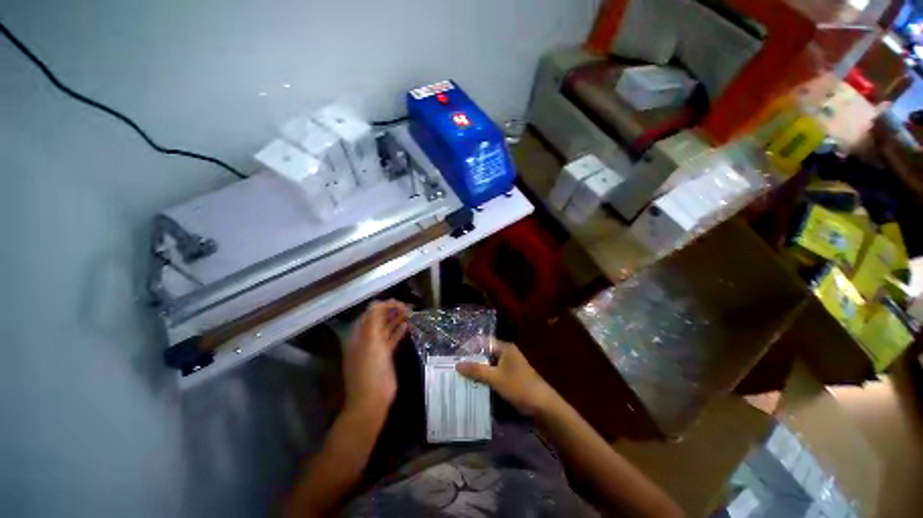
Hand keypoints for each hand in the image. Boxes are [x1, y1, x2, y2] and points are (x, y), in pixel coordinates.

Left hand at [342, 300, 409, 414]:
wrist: (371, 399)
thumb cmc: (370, 370)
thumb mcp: (370, 342)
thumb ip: (373, 321)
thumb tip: (378, 303)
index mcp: (359, 335)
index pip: (371, 313)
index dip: (385, 306)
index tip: (400, 304)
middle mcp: (366, 339)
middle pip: (379, 319)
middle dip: (392, 311)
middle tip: (408, 307)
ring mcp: (376, 348)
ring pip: (386, 328)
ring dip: (396, 319)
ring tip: (410, 313)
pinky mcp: (385, 356)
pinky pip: (392, 339)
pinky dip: (398, 331)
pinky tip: (407, 326)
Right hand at [456, 340, 557, 416]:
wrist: (542, 406)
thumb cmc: (519, 386)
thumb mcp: (495, 378)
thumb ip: (476, 370)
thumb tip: (457, 364)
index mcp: (505, 348)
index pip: (484, 342)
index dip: (471, 346)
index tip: (457, 355)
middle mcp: (507, 354)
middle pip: (486, 354)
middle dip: (472, 360)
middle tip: (456, 368)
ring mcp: (510, 366)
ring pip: (489, 365)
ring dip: (478, 371)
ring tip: (462, 377)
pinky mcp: (511, 378)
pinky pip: (494, 375)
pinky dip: (486, 378)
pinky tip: (475, 385)